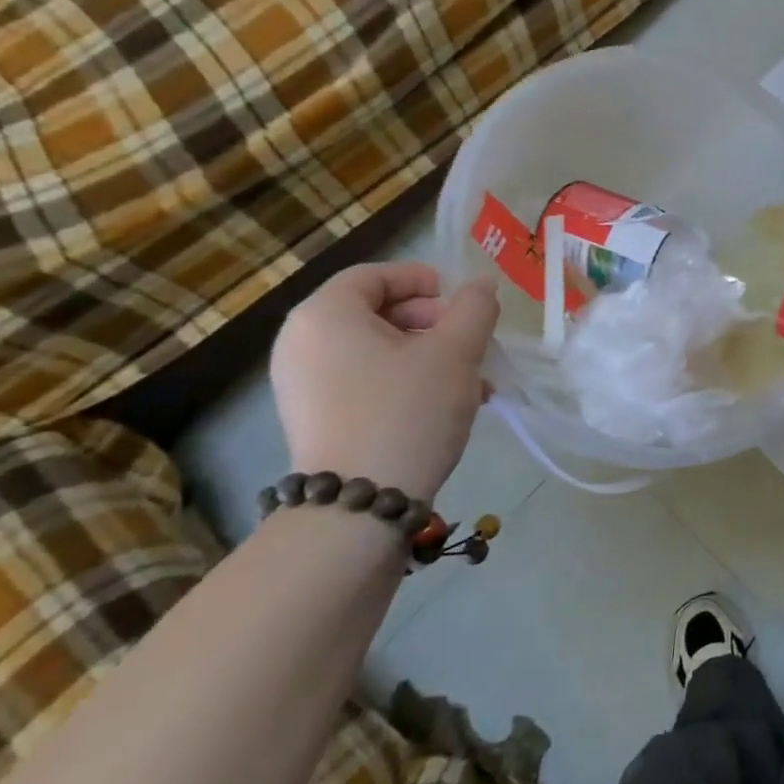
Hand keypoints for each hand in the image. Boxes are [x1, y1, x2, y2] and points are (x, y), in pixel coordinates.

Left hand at [271, 262, 499, 500]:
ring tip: (471, 380)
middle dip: (432, 322)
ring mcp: (302, 385)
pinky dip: (403, 381)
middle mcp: (301, 343)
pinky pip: (363, 381)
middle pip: (374, 311)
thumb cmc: (407, 411)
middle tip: (470, 342)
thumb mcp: (456, 352)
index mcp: (325, 315)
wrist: (358, 507)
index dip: (422, 280)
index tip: (461, 302)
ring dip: (427, 355)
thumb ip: (475, 308)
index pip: (375, 275)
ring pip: (375, 350)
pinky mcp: (313, 419)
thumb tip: (482, 285)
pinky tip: (446, 405)